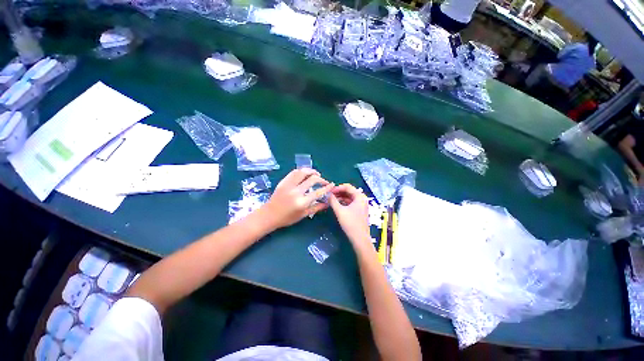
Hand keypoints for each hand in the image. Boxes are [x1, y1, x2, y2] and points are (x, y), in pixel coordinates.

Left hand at [262, 169, 333, 229]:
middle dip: (321, 179)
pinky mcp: (283, 182)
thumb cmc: (287, 218)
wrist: (269, 215)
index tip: (332, 184)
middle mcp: (296, 192)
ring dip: (312, 171)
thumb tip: (328, 203)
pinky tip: (305, 173)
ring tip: (316, 174)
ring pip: (302, 172)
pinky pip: (294, 172)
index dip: (327, 187)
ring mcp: (289, 185)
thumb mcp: (303, 215)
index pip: (318, 192)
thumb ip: (317, 208)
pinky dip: (301, 171)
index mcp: (302, 202)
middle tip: (324, 181)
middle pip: (312, 179)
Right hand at [329, 184, 369, 246]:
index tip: (329, 191)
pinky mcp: (360, 210)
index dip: (337, 187)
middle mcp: (362, 198)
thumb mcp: (339, 211)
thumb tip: (327, 193)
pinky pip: (351, 202)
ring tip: (331, 200)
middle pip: (349, 191)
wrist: (360, 239)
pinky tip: (337, 204)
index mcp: (360, 196)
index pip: (347, 187)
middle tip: (329, 195)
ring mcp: (361, 204)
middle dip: (338, 192)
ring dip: (340, 197)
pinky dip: (343, 202)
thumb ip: (333, 200)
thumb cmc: (350, 223)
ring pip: (349, 197)